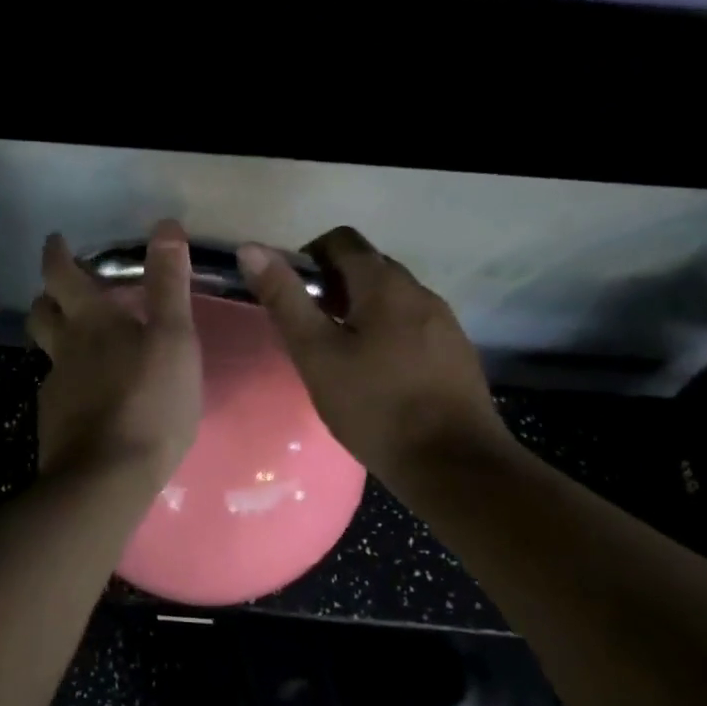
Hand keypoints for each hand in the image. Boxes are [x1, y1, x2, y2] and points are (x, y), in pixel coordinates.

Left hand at [27, 220, 203, 482]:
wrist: (107, 478)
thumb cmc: (149, 401)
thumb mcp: (173, 338)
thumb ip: (168, 284)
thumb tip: (164, 225)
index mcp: (90, 322)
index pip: (60, 275)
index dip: (56, 254)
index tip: (56, 241)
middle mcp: (64, 349)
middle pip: (41, 313)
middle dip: (48, 296)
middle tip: (65, 293)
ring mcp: (55, 388)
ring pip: (48, 354)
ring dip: (57, 340)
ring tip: (82, 345)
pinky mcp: (55, 423)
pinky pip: (58, 391)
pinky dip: (70, 383)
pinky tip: (92, 398)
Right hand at [237, 226, 511, 476]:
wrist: (453, 465)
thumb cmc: (375, 406)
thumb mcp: (316, 353)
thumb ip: (284, 299)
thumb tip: (251, 249)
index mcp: (385, 284)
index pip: (341, 240)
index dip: (308, 257)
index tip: (293, 296)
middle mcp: (420, 291)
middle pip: (368, 267)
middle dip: (333, 286)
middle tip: (310, 329)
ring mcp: (444, 322)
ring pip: (392, 298)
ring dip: (360, 310)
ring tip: (339, 355)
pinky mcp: (456, 352)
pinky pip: (412, 324)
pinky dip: (386, 333)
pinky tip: (376, 375)